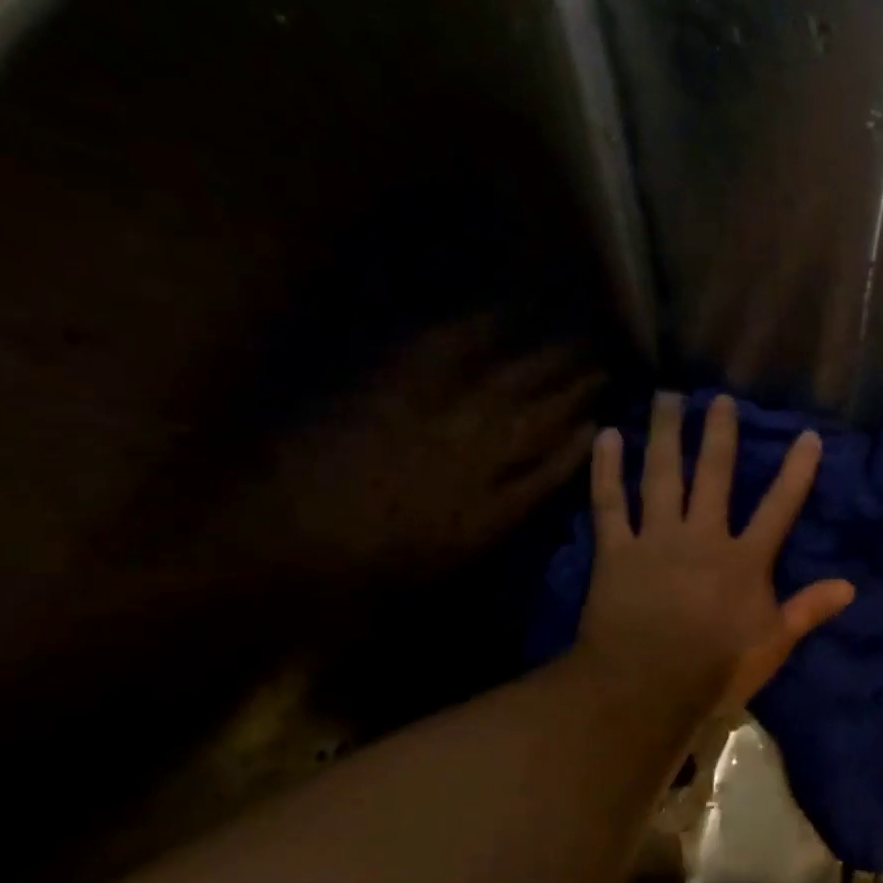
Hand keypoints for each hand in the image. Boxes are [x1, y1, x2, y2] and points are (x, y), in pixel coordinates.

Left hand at [252, 315, 604, 580]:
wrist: (279, 544)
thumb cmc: (369, 568)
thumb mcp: (450, 558)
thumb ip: (499, 520)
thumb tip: (532, 489)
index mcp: (490, 507)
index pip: (551, 467)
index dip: (580, 443)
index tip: (603, 421)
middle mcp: (474, 458)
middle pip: (537, 417)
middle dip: (576, 391)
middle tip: (604, 367)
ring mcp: (433, 421)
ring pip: (505, 384)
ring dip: (544, 361)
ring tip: (574, 339)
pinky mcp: (389, 395)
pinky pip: (439, 357)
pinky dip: (470, 333)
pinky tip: (496, 315)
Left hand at [579, 392, 854, 712]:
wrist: (646, 686)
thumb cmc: (716, 668)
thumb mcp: (772, 644)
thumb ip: (808, 610)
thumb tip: (850, 586)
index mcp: (744, 560)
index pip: (779, 507)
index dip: (796, 471)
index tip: (807, 436)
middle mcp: (702, 537)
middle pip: (713, 476)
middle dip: (719, 435)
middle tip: (719, 398)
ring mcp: (656, 539)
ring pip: (662, 476)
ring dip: (665, 434)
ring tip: (667, 398)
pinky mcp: (616, 551)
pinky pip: (610, 503)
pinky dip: (607, 469)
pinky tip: (607, 436)